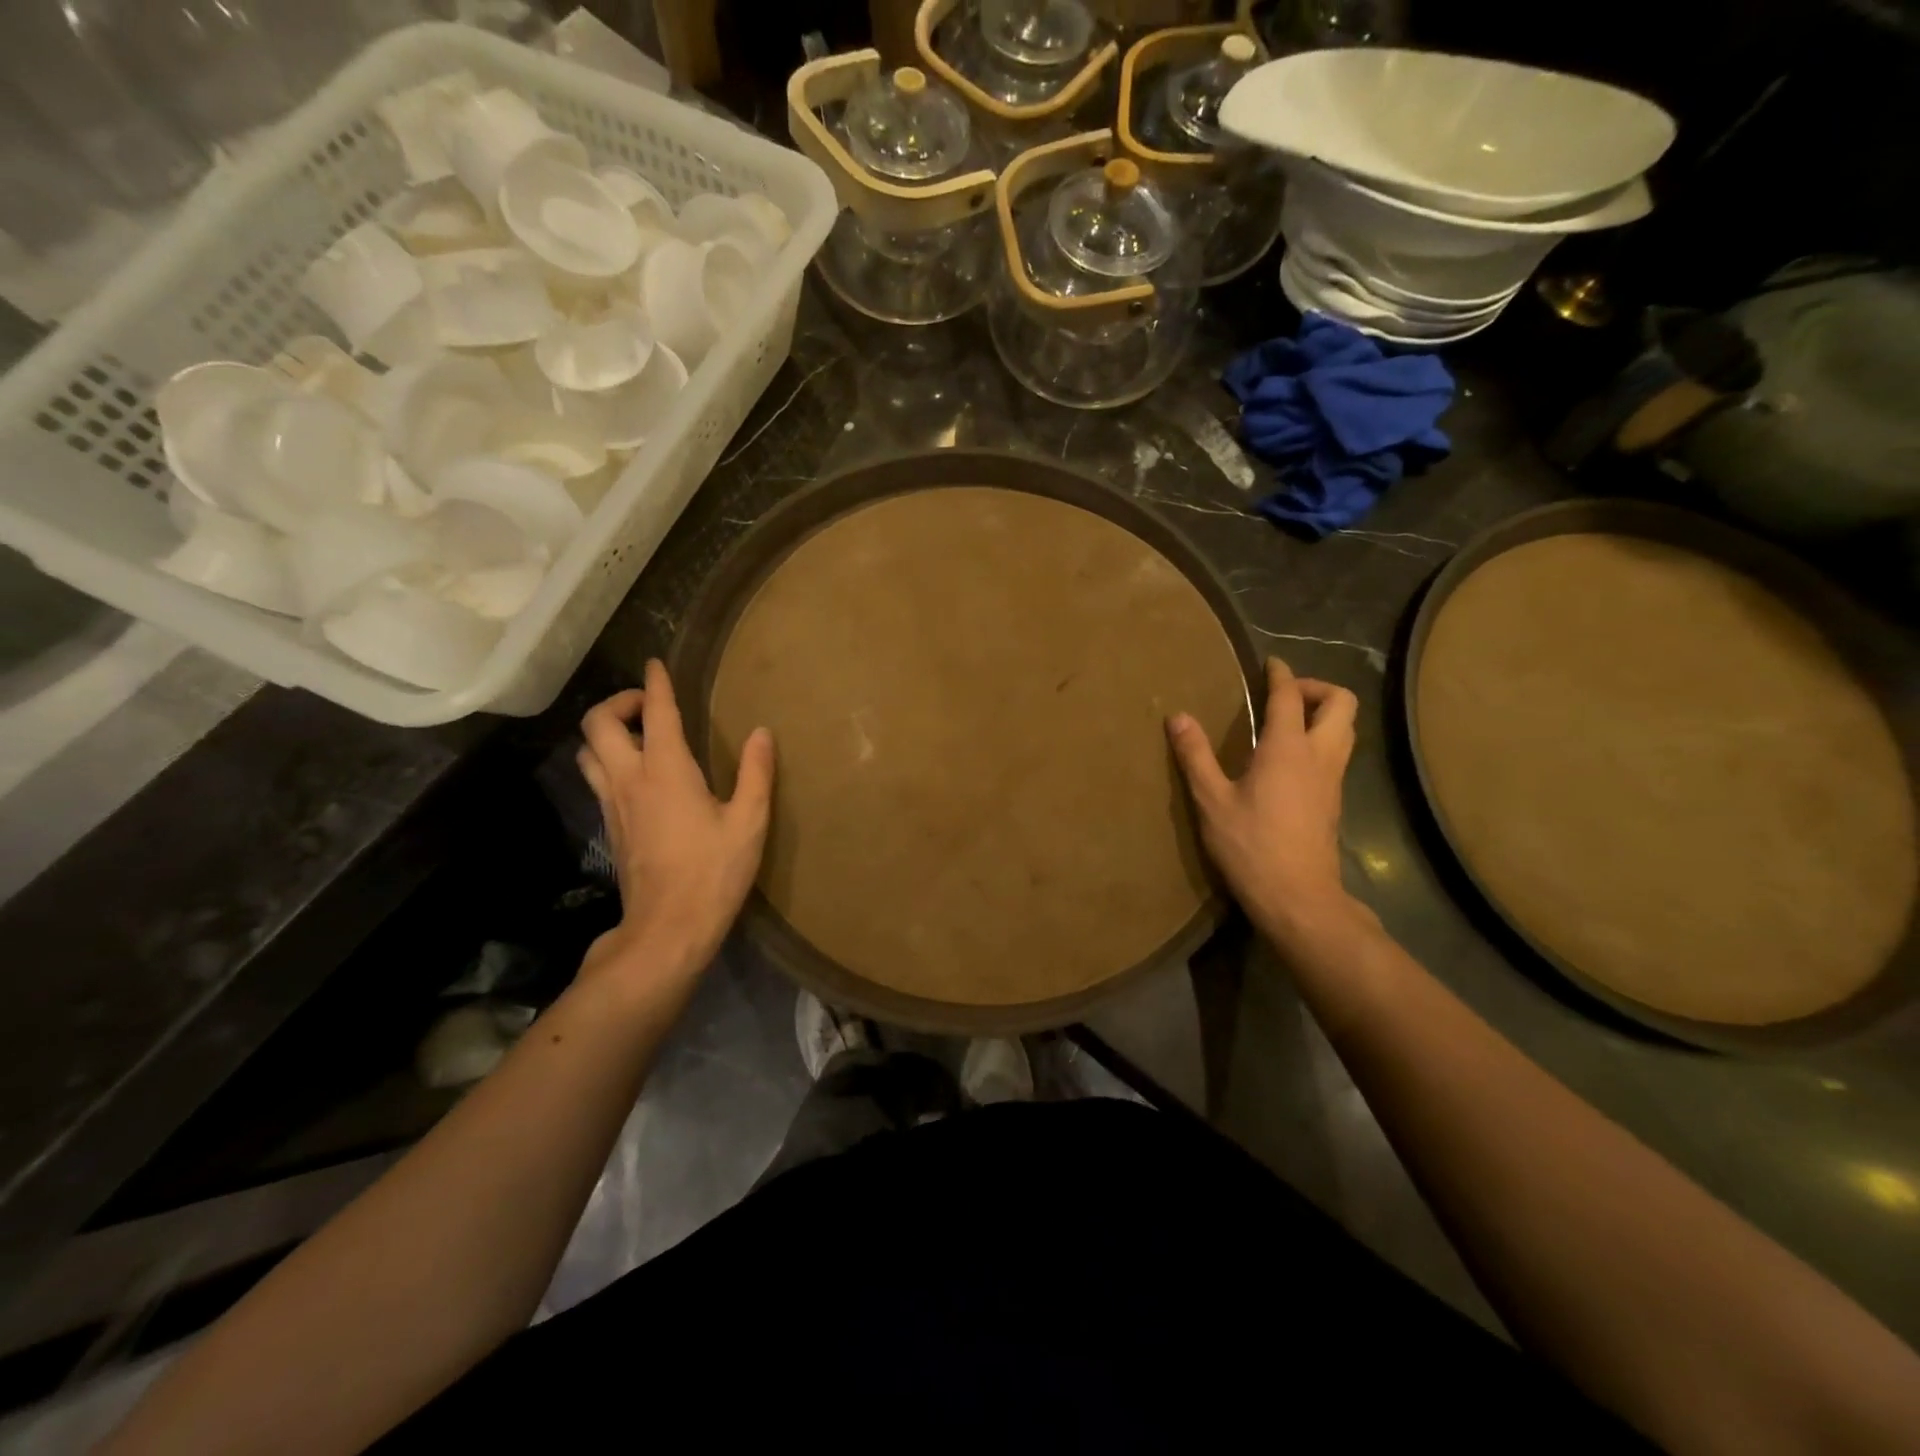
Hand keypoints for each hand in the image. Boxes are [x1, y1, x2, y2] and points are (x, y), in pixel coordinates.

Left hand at [576, 660, 774, 984]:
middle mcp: (630, 779)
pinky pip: (596, 778)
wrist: (667, 928)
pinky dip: (608, 760)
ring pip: (587, 751)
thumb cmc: (713, 872)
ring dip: (606, 732)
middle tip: (649, 707)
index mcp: (667, 771)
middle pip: (598, 724)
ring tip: (638, 736)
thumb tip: (762, 733)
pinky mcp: (609, 826)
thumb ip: (755, 773)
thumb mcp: (749, 822)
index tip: (656, 664)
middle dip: (619, 703)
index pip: (656, 713)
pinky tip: (636, 776)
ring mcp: (613, 804)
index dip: (656, 683)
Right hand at [1167, 657, 1364, 948]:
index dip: (1280, 674)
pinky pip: (1338, 752)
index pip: (1290, 696)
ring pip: (1347, 728)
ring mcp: (1333, 779)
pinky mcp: (1335, 800)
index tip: (1269, 662)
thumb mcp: (1212, 800)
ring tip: (1287, 722)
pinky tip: (1290, 759)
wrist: (1298, 897)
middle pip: (1341, 702)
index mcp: (1287, 748)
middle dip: (1316, 688)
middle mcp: (1319, 755)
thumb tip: (1178, 717)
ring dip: (1324, 713)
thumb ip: (1195, 756)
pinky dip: (1321, 739)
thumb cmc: (1250, 846)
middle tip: (1283, 695)